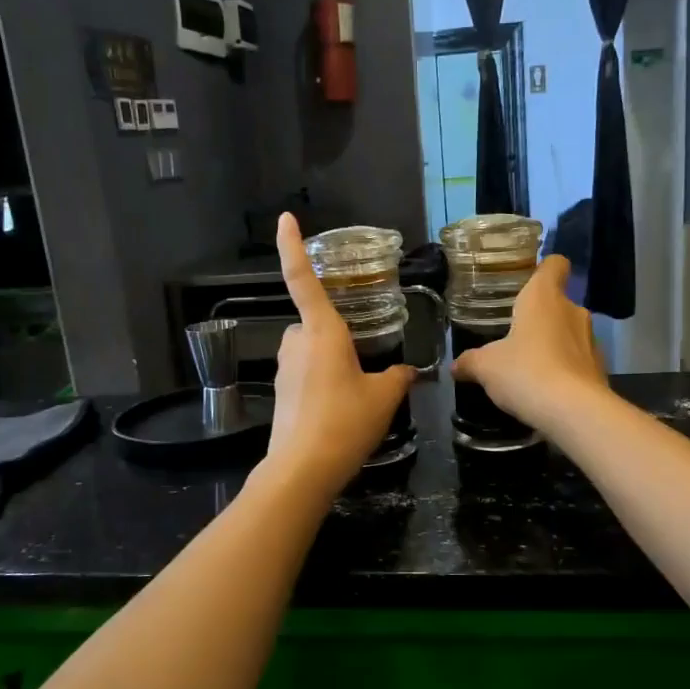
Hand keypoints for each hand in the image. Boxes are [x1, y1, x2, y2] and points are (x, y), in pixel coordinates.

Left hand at [262, 213, 415, 496]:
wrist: (303, 469)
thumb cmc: (345, 423)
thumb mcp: (384, 398)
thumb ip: (398, 378)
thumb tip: (408, 371)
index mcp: (322, 332)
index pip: (302, 279)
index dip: (292, 247)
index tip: (285, 219)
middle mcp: (297, 343)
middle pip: (316, 325)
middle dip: (337, 339)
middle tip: (363, 370)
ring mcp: (285, 368)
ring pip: (310, 351)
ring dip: (329, 363)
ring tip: (355, 398)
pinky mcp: (280, 392)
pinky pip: (305, 375)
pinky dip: (321, 385)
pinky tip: (339, 413)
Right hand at [450, 254, 607, 435]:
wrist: (573, 412)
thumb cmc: (525, 372)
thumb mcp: (486, 367)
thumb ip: (470, 362)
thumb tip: (455, 366)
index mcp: (544, 297)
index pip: (554, 264)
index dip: (543, 268)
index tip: (527, 282)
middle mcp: (572, 311)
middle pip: (557, 302)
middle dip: (539, 317)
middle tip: (514, 336)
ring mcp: (591, 340)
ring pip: (569, 333)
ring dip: (552, 345)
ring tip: (529, 368)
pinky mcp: (600, 368)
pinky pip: (578, 361)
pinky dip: (564, 370)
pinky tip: (546, 390)